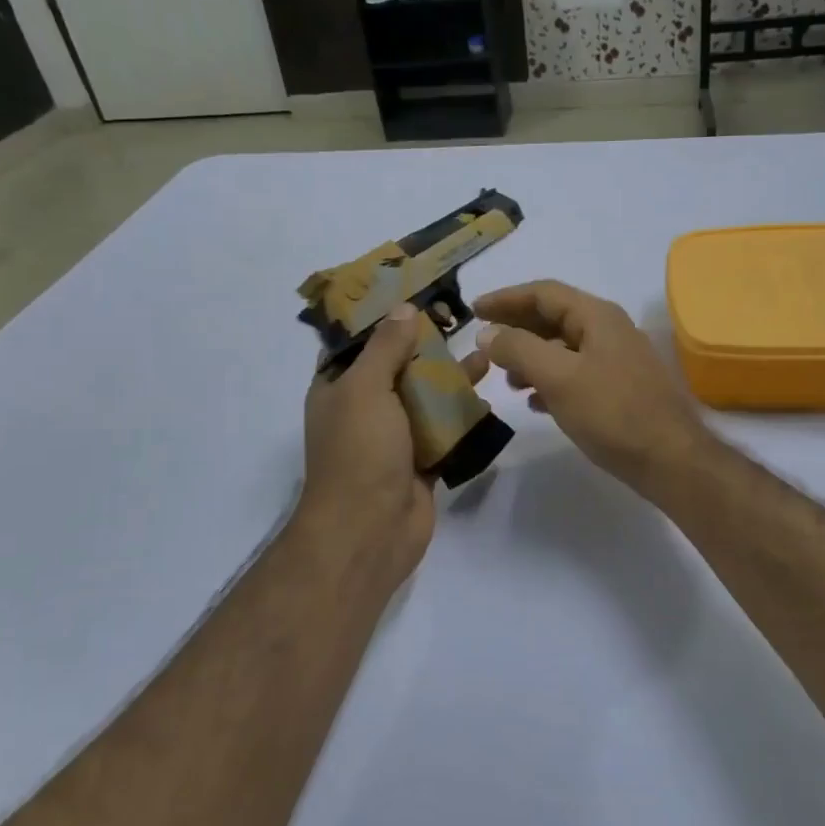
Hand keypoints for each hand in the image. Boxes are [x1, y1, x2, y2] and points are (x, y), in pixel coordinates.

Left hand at [296, 305, 489, 589]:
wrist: (370, 530)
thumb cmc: (360, 452)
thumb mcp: (366, 389)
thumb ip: (386, 348)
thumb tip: (403, 310)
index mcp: (337, 389)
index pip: (357, 344)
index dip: (383, 319)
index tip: (415, 295)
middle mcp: (364, 410)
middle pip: (398, 368)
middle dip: (426, 347)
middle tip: (461, 321)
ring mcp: (394, 438)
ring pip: (425, 399)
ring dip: (450, 379)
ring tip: (484, 355)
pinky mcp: (421, 461)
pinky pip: (444, 430)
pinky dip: (462, 415)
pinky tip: (487, 397)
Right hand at [475, 280, 710, 495]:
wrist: (669, 459)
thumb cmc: (612, 413)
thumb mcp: (558, 377)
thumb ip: (519, 349)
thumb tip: (488, 332)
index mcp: (597, 317)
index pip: (544, 293)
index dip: (506, 298)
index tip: (473, 310)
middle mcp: (609, 331)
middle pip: (554, 318)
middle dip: (517, 329)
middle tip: (483, 343)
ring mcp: (617, 361)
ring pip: (564, 349)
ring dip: (531, 358)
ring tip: (506, 380)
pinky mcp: (620, 390)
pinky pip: (576, 375)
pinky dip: (550, 382)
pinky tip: (534, 403)